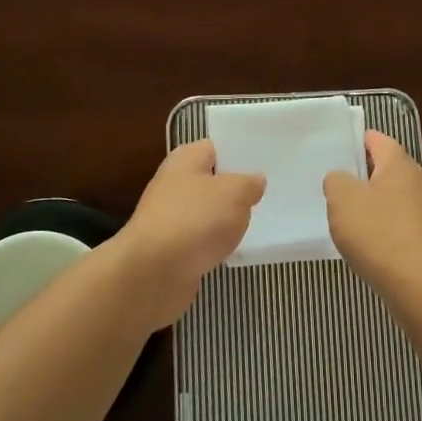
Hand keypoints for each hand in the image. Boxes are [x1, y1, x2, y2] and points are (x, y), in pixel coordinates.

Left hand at [113, 140, 264, 327]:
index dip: (239, 152)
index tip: (265, 161)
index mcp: (185, 159)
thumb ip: (249, 184)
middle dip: (236, 188)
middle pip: (211, 181)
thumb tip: (255, 181)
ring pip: (207, 212)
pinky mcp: (172, 249)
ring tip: (258, 221)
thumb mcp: (234, 193)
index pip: (215, 147)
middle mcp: (174, 184)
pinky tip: (235, 249)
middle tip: (268, 193)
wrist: (153, 273)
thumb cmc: (194, 220)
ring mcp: (171, 218)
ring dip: (227, 219)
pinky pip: (201, 240)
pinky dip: (215, 244)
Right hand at [324, 131, 421, 295]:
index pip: (380, 140)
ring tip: (353, 220)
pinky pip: (406, 225)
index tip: (341, 148)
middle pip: (391, 170)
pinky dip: (389, 230)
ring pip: (399, 199)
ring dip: (379, 205)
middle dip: (367, 176)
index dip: (360, 141)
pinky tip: (373, 246)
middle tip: (340, 187)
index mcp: (401, 165)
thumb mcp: (342, 200)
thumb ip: (336, 181)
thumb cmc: (379, 233)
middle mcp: (421, 183)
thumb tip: (341, 179)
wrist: (421, 285)